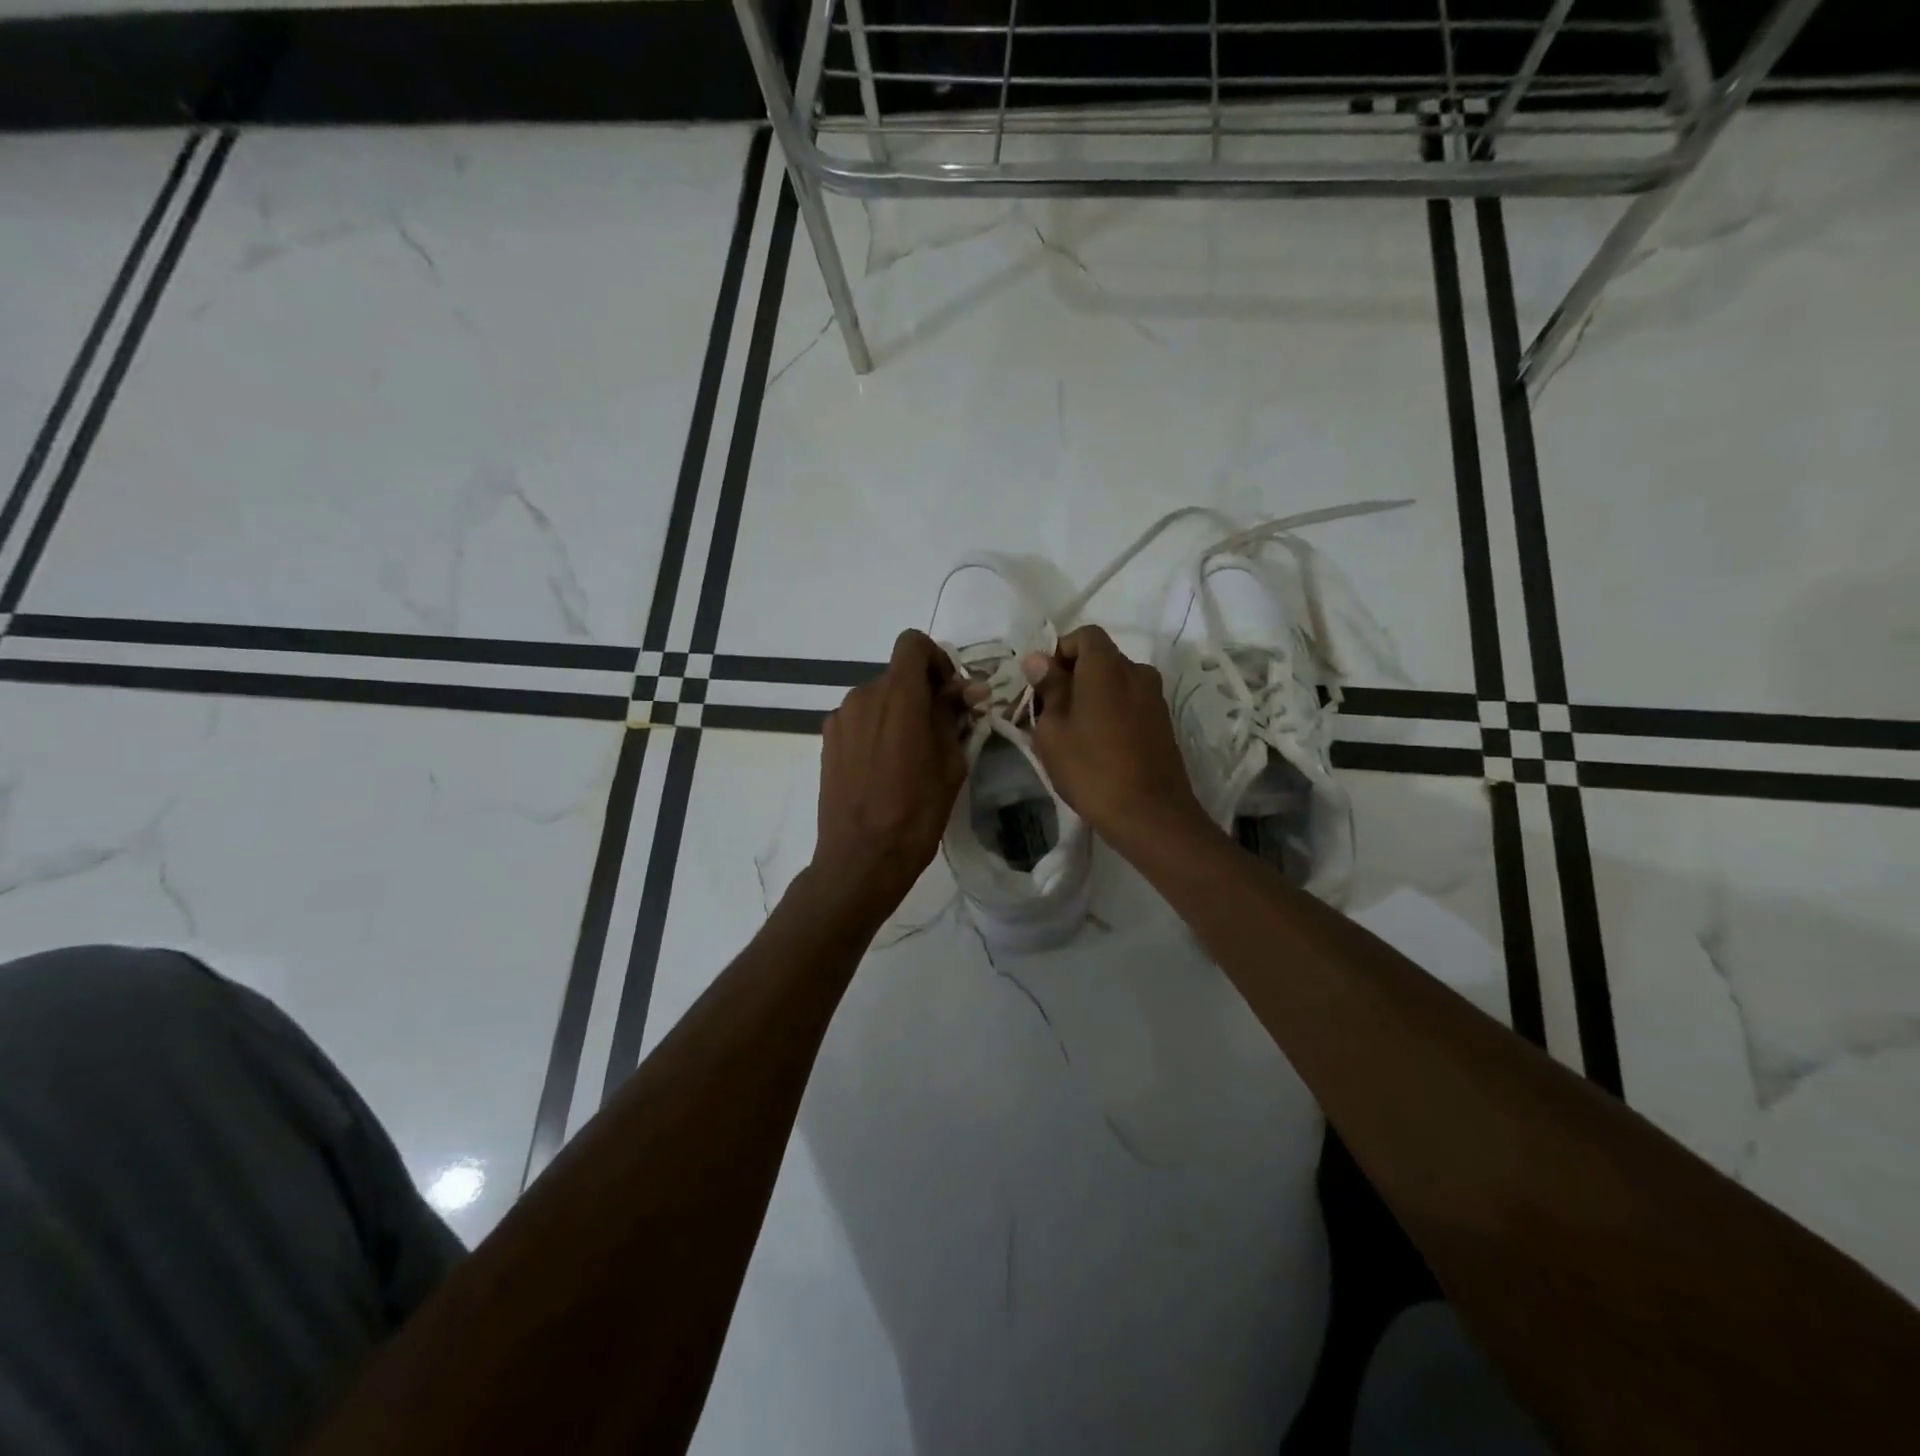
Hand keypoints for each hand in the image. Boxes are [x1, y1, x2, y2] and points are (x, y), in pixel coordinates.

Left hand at [811, 629, 971, 919]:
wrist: (860, 859)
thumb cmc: (915, 814)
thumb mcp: (950, 764)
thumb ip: (954, 716)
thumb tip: (967, 688)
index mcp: (898, 697)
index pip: (913, 643)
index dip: (936, 659)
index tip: (949, 693)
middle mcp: (863, 696)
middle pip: (897, 674)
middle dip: (921, 692)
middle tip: (940, 731)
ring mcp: (840, 718)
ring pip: (878, 697)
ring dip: (898, 712)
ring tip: (910, 755)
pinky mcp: (827, 740)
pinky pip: (860, 719)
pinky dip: (877, 729)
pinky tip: (884, 767)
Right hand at [1022, 626, 1206, 842]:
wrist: (1149, 814)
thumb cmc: (1091, 768)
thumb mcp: (1054, 730)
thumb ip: (1048, 688)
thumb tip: (1039, 660)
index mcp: (1108, 666)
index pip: (1085, 635)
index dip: (1060, 651)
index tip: (1042, 682)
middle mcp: (1137, 672)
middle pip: (1101, 658)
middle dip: (1074, 675)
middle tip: (1050, 710)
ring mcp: (1155, 698)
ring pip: (1116, 683)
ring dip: (1093, 695)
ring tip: (1072, 731)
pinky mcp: (1163, 723)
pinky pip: (1130, 703)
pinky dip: (1111, 711)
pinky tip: (1097, 744)